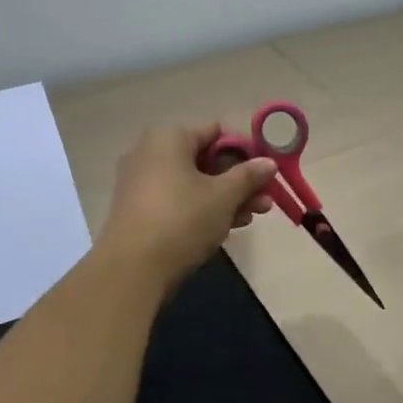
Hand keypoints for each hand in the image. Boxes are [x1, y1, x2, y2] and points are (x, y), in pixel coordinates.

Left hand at [98, 124, 278, 286]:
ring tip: (253, 217)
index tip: (266, 172)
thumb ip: (248, 176)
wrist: (132, 269)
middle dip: (239, 181)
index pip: (216, 133)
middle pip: (206, 160)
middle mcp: (150, 153)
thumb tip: (269, 162)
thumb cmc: (182, 219)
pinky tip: (227, 227)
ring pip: (194, 183)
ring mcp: (142, 183)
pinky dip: (202, 210)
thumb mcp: (223, 195)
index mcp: (168, 137)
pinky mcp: (139, 210)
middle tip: (265, 201)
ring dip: (226, 198)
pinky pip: (178, 201)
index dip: (245, 151)